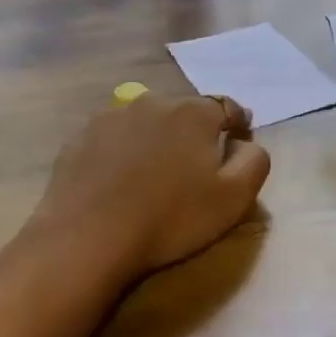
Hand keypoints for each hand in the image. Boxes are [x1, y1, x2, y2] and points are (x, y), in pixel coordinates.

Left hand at [25, 95, 270, 281]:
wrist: (88, 236)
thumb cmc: (170, 218)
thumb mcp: (233, 198)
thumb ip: (254, 161)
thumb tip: (246, 142)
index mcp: (194, 112)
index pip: (226, 108)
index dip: (236, 127)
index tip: (236, 148)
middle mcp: (153, 101)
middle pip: (184, 113)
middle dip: (193, 135)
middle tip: (193, 171)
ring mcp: (112, 116)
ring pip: (147, 123)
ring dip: (156, 141)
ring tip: (152, 177)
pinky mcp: (81, 136)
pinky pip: (114, 138)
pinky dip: (122, 152)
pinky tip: (118, 182)